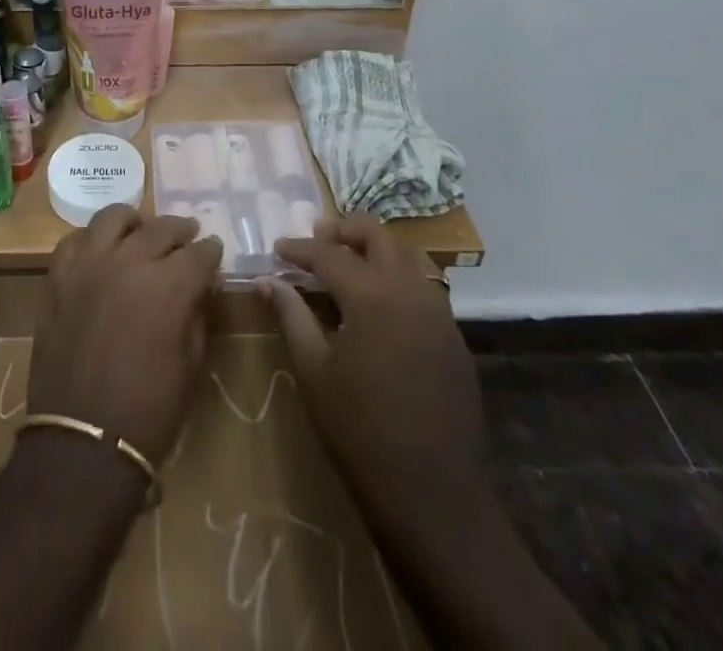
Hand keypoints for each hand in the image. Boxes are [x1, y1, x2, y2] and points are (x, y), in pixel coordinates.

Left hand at [28, 206, 222, 465]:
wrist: (83, 440)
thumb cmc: (148, 411)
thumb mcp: (190, 365)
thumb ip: (198, 314)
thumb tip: (202, 286)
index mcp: (168, 286)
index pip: (198, 254)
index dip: (211, 252)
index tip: (214, 251)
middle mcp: (129, 262)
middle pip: (160, 228)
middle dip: (180, 230)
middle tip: (188, 234)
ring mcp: (89, 264)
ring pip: (113, 218)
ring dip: (134, 222)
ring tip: (141, 229)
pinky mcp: (58, 276)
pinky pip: (75, 240)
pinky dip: (92, 239)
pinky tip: (100, 249)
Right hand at [261, 216, 484, 517]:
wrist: (431, 492)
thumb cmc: (359, 430)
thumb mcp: (313, 370)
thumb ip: (291, 316)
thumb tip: (268, 281)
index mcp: (372, 296)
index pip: (329, 255)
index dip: (300, 249)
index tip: (278, 248)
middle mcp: (410, 291)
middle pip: (378, 237)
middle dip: (345, 230)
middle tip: (318, 236)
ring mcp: (439, 313)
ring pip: (408, 256)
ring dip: (376, 248)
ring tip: (350, 259)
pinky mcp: (454, 337)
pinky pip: (425, 287)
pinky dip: (399, 276)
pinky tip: (380, 299)